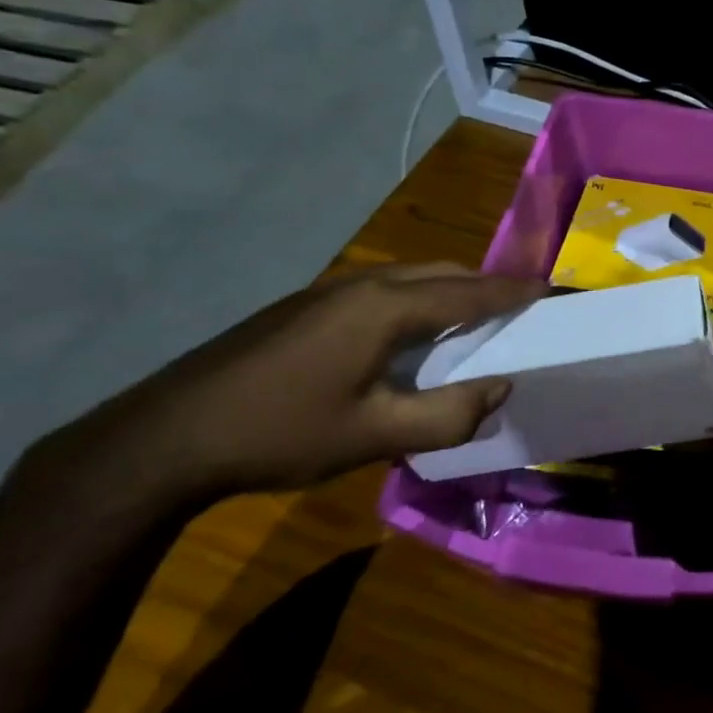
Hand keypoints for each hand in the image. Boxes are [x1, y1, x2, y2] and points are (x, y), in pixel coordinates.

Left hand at [41, 264, 546, 508]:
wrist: (163, 438)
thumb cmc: (279, 433)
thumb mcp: (373, 436)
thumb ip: (447, 415)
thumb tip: (501, 389)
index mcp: (384, 308)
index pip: (468, 291)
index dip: (512, 292)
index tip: (549, 290)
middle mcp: (361, 286)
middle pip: (440, 273)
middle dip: (483, 287)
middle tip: (515, 311)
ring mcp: (325, 293)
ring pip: (407, 279)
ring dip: (447, 294)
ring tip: (470, 323)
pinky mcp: (302, 308)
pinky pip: (380, 292)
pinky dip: (415, 303)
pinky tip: (406, 337)